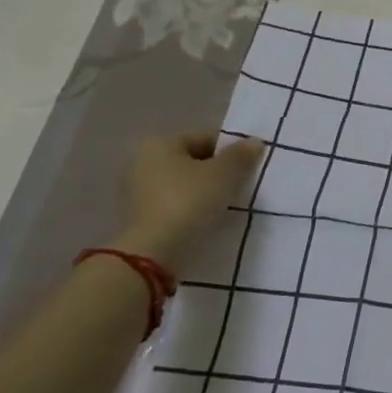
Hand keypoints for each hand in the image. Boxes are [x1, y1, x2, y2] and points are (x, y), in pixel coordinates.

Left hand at [121, 132, 264, 267]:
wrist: (155, 254)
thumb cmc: (189, 201)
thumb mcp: (224, 174)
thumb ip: (241, 155)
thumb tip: (254, 143)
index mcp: (159, 144)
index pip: (205, 138)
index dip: (231, 150)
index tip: (249, 166)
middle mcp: (142, 163)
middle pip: (193, 161)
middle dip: (218, 172)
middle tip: (241, 186)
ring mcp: (137, 193)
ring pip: (184, 185)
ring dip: (205, 192)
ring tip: (228, 205)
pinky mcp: (139, 220)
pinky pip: (175, 206)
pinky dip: (192, 209)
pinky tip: (209, 220)